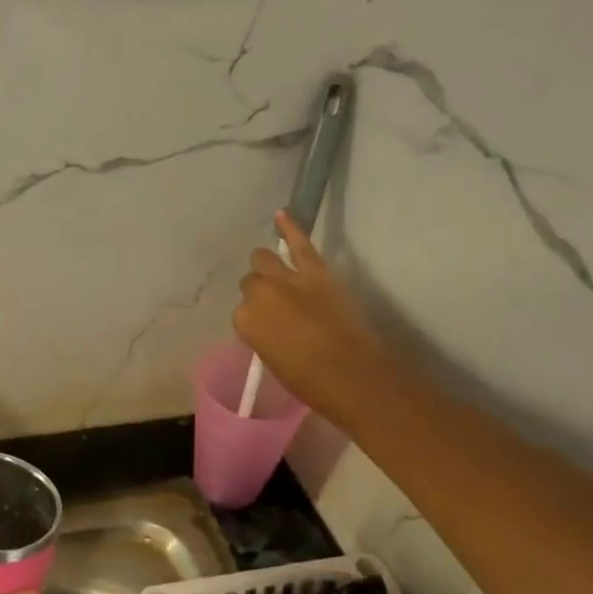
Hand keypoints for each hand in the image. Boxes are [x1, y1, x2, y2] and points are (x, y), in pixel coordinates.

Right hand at [233, 208, 398, 427]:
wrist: (352, 374)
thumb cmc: (308, 380)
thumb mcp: (271, 359)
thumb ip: (263, 334)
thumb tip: (269, 324)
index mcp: (244, 321)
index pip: (241, 311)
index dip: (255, 318)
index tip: (266, 328)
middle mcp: (258, 294)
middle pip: (251, 282)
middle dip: (259, 291)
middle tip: (275, 306)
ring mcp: (287, 279)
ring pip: (264, 259)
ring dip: (267, 266)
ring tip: (274, 272)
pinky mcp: (315, 271)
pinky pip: (299, 243)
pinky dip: (290, 227)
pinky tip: (281, 213)